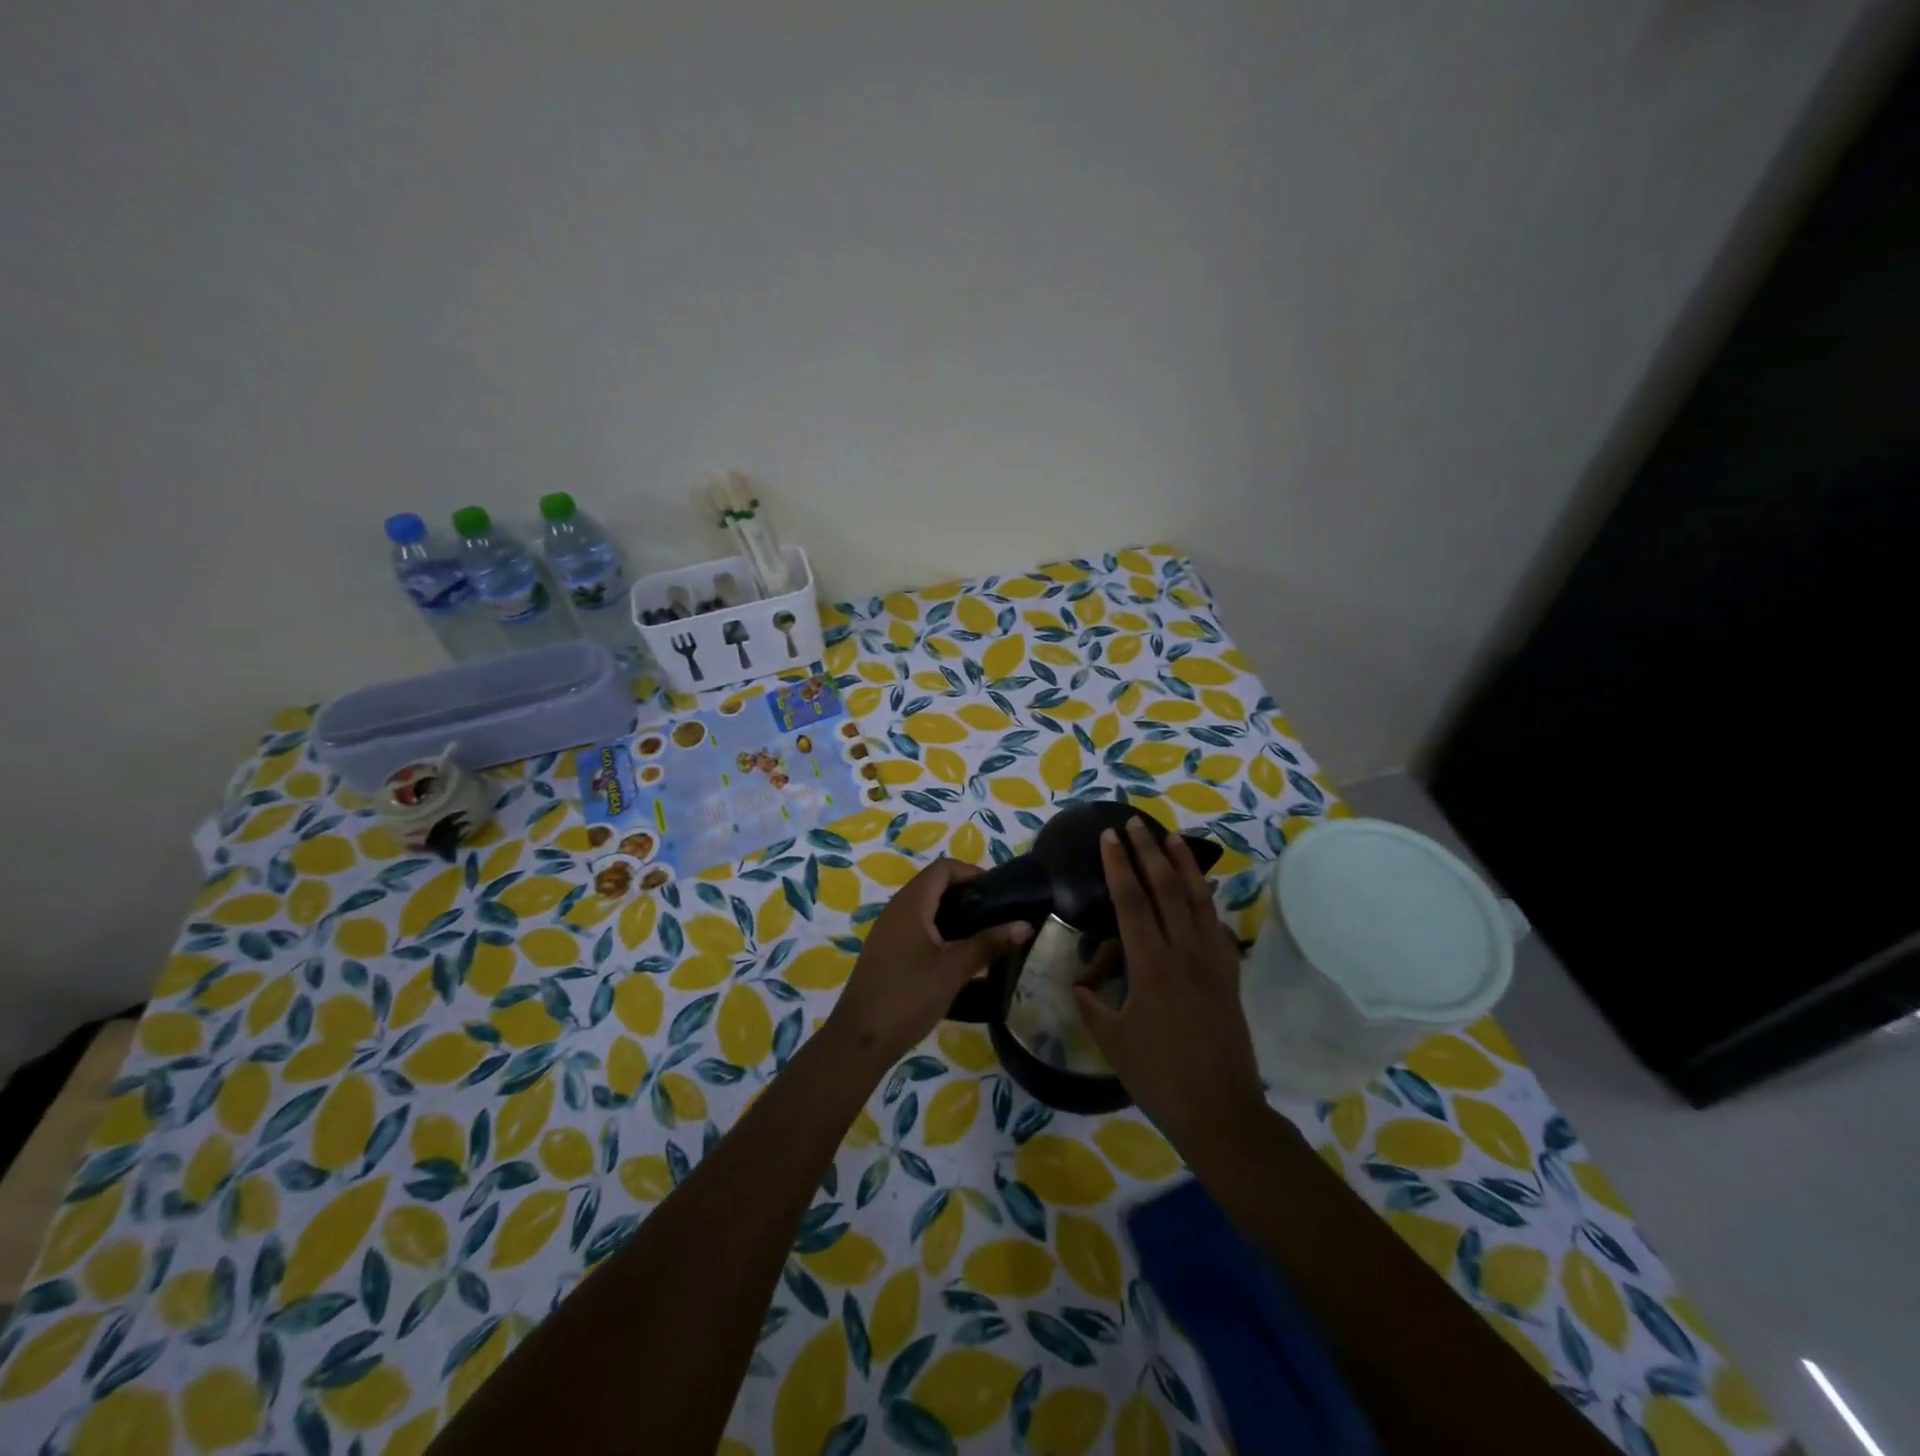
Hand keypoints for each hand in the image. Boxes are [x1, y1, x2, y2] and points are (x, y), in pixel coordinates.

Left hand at [828, 857, 1030, 1064]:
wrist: (860, 1039)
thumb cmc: (909, 996)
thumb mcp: (954, 969)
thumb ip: (989, 943)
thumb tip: (1025, 925)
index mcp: (910, 903)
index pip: (943, 868)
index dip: (972, 872)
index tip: (999, 892)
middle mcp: (896, 908)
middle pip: (934, 884)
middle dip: (966, 893)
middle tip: (996, 913)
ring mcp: (888, 930)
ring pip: (925, 907)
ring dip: (953, 913)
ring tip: (982, 933)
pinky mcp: (886, 951)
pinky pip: (916, 926)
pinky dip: (939, 929)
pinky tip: (956, 954)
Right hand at [1074, 818, 1264, 1156]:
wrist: (1220, 1110)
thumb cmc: (1158, 1076)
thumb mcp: (1111, 1040)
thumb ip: (1092, 1005)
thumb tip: (1081, 985)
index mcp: (1152, 964)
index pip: (1132, 901)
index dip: (1119, 865)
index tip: (1109, 835)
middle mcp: (1185, 952)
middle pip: (1166, 888)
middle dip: (1149, 851)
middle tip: (1135, 823)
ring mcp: (1213, 961)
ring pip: (1197, 900)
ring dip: (1183, 865)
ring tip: (1172, 837)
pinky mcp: (1229, 976)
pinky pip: (1216, 927)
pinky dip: (1204, 903)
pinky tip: (1199, 896)